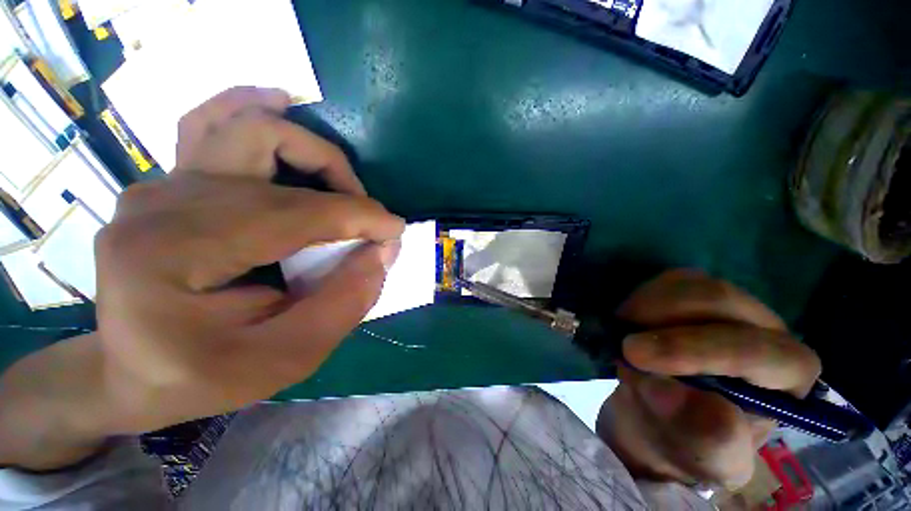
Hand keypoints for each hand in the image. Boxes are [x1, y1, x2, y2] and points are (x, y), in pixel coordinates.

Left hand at [96, 87, 403, 432]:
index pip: (292, 214)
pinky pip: (214, 126)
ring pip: (243, 126)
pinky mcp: (169, 185)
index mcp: (173, 255)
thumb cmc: (205, 377)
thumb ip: (345, 302)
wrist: (132, 374)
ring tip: (340, 179)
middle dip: (339, 184)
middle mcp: (159, 204)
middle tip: (367, 219)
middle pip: (269, 156)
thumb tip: (384, 250)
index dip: (357, 217)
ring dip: (306, 146)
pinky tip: (280, 108)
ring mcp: (159, 187)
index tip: (395, 230)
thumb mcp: (287, 358)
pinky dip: (256, 114)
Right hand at [597, 270, 820, 488]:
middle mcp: (765, 332)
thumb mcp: (700, 457)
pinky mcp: (694, 296)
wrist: (663, 417)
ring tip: (625, 332)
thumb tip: (668, 390)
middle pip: (723, 302)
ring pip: (692, 283)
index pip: (760, 351)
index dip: (699, 349)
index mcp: (786, 379)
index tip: (637, 355)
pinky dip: (643, 296)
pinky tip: (631, 319)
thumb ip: (702, 434)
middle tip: (624, 343)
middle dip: (665, 319)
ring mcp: (729, 308)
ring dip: (648, 304)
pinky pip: (669, 280)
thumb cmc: (688, 443)